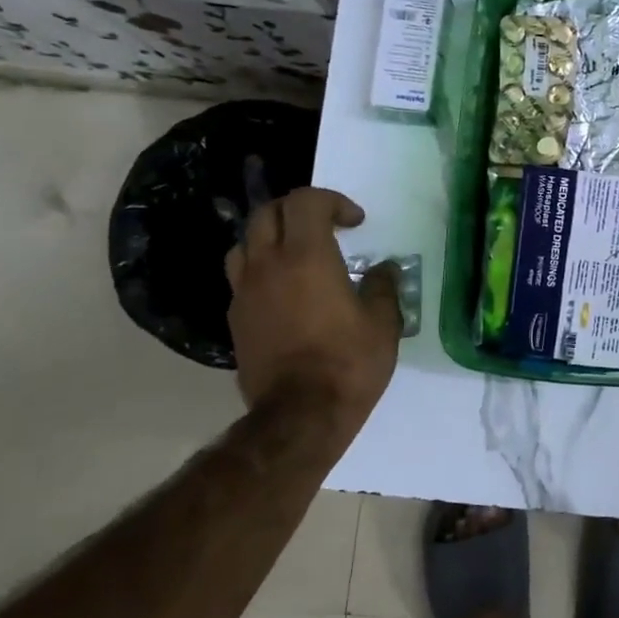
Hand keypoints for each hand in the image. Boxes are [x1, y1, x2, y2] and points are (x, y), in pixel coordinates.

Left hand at [225, 188, 401, 422]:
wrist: (299, 415)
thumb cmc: (348, 364)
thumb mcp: (383, 324)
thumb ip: (382, 287)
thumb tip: (382, 270)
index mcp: (307, 257)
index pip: (306, 202)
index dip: (333, 201)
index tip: (355, 223)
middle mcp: (268, 265)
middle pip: (268, 213)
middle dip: (297, 210)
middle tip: (325, 227)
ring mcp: (245, 292)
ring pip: (246, 242)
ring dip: (272, 237)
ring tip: (296, 255)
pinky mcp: (236, 318)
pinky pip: (242, 277)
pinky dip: (262, 269)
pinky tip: (284, 292)